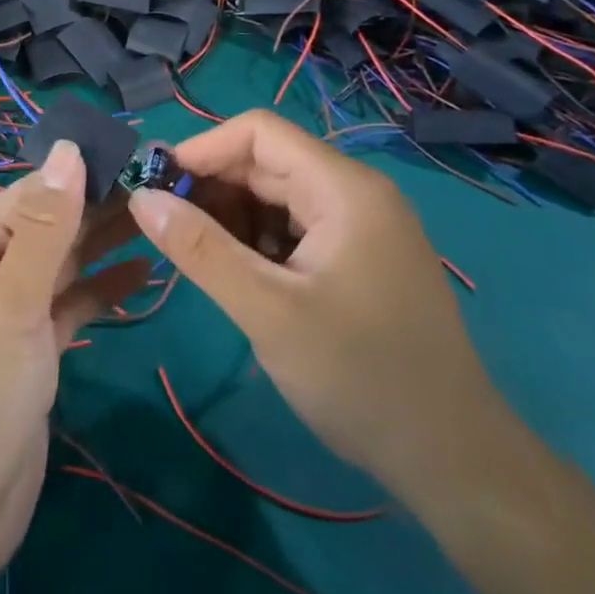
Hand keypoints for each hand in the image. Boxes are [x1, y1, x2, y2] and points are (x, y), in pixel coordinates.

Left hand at [0, 140, 149, 584]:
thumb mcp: (11, 300)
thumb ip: (45, 226)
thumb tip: (69, 150)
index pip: (29, 195)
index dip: (81, 174)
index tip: (139, 155)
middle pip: (48, 228)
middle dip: (99, 208)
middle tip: (165, 186)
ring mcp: (7, 312)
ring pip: (62, 266)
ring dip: (105, 245)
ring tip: (162, 219)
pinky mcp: (31, 351)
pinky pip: (69, 306)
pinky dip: (101, 290)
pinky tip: (144, 274)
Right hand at [126, 110, 498, 497]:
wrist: (454, 461)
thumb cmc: (361, 378)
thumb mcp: (268, 312)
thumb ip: (200, 249)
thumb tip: (140, 196)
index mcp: (344, 188)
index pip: (259, 132)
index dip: (202, 149)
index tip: (157, 187)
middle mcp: (354, 193)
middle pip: (266, 162)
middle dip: (211, 186)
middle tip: (166, 227)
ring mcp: (360, 226)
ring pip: (275, 196)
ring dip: (230, 216)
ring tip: (197, 257)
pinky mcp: (357, 258)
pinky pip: (293, 227)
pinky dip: (256, 241)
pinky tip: (237, 275)